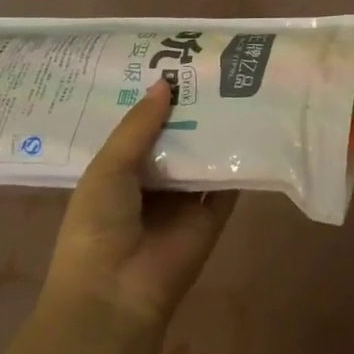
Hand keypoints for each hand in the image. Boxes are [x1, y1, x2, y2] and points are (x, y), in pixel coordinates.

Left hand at [43, 81, 237, 329]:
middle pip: (177, 137)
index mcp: (120, 172)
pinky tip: (256, 123)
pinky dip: (241, 158)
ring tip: (238, 82)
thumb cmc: (97, 226)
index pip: (141, 127)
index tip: (175, 60)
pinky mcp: (214, 214)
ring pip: (205, 155)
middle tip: (213, 64)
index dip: (156, 99)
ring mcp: (186, 199)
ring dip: (217, 128)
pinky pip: (230, 182)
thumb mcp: (108, 168)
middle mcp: (154, 181)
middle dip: (191, 107)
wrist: (117, 293)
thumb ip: (138, 126)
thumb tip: (166, 82)